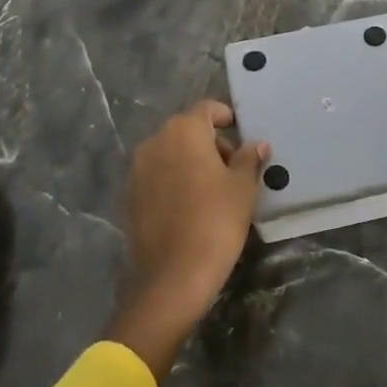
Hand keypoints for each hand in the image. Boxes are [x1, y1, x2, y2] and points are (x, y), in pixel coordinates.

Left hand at [106, 100, 268, 379]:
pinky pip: (157, 177)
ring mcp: (137, 170)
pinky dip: (174, 181)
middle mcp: (155, 142)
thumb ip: (249, 159)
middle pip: (187, 130)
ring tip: (214, 190)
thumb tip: (256, 144)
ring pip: (171, 154)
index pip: (207, 109)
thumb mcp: (242, 188)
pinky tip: (191, 207)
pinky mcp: (129, 197)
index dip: (226, 117)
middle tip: (234, 169)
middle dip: (211, 143)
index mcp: (183, 131)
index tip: (242, 134)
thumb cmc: (215, 222)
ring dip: (191, 162)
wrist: (172, 278)